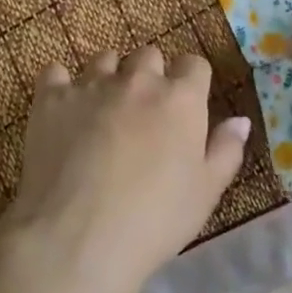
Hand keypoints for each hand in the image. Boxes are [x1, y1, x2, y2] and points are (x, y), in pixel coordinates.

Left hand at [1, 46, 249, 292]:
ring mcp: (91, 85)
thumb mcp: (206, 192)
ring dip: (108, 77)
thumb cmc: (154, 219)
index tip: (185, 106)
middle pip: (149, 56)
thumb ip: (226, 150)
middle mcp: (138, 80)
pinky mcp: (51, 99)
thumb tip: (241, 120)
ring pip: (104, 60)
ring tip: (102, 110)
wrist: (78, 237)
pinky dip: (60, 85)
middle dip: (150, 76)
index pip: (194, 64)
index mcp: (180, 99)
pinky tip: (62, 109)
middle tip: (143, 113)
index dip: (191, 82)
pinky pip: (55, 73)